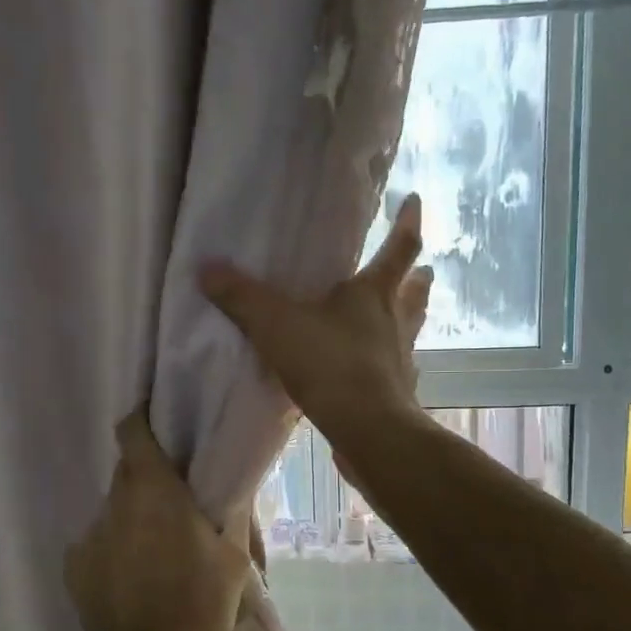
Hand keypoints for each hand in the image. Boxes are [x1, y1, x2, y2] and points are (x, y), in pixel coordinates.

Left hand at [64, 410, 250, 630]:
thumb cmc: (202, 605)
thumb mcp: (234, 556)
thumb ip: (232, 510)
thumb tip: (232, 481)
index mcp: (153, 490)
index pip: (132, 431)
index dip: (143, 420)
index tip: (161, 425)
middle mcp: (114, 503)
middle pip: (126, 471)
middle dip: (148, 477)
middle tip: (176, 501)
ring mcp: (89, 535)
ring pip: (114, 510)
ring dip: (134, 517)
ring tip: (158, 553)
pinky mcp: (73, 567)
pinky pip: (98, 542)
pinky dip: (115, 549)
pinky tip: (134, 581)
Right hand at [200, 193, 431, 451]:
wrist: (366, 429)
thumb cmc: (329, 364)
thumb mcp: (276, 325)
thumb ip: (242, 298)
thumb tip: (207, 268)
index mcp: (374, 293)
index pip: (399, 247)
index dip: (406, 222)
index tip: (414, 201)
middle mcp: (396, 321)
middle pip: (414, 292)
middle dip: (417, 276)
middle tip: (423, 269)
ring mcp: (401, 359)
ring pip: (411, 330)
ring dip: (410, 318)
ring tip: (402, 315)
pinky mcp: (397, 394)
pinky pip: (396, 370)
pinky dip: (391, 364)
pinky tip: (378, 371)